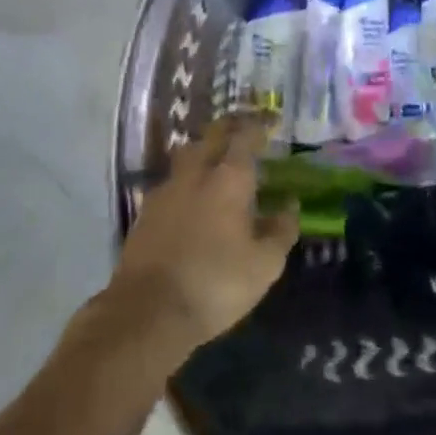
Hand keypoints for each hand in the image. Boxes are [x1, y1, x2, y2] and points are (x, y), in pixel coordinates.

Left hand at [109, 114, 298, 353]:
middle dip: (230, 129)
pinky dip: (186, 180)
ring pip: (188, 154)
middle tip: (244, 132)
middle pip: (213, 136)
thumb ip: (281, 230)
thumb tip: (289, 205)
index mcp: (229, 177)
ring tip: (216, 162)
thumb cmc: (215, 283)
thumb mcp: (264, 265)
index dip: (259, 127)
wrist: (148, 310)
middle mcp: (197, 172)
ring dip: (204, 151)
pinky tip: (190, 197)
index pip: (245, 136)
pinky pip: (172, 181)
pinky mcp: (146, 210)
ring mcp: (167, 188)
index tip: (270, 124)